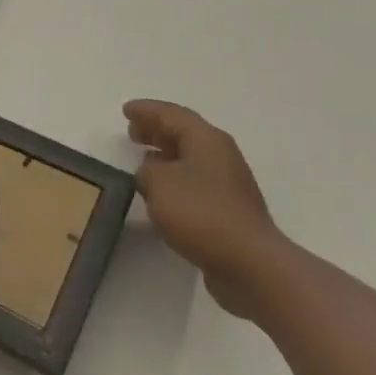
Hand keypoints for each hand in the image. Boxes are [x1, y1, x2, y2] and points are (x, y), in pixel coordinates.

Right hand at [127, 99, 282, 317]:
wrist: (250, 264)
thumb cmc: (201, 213)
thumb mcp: (158, 183)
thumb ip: (146, 171)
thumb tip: (150, 173)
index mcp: (206, 139)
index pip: (171, 114)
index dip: (146, 110)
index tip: (125, 110)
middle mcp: (221, 156)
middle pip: (184, 133)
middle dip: (157, 130)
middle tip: (132, 131)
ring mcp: (228, 184)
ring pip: (190, 159)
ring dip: (166, 155)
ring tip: (143, 158)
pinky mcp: (229, 211)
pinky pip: (195, 183)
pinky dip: (175, 180)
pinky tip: (161, 193)